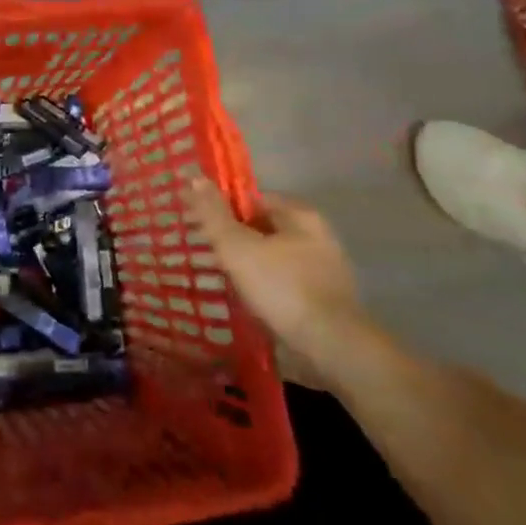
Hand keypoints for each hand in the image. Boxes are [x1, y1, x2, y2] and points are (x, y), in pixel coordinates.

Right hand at [186, 178, 365, 373]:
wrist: (332, 348)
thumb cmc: (282, 287)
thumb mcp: (237, 247)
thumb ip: (213, 214)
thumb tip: (193, 176)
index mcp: (300, 215)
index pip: (253, 200)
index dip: (225, 211)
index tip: (203, 228)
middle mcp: (318, 237)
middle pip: (265, 231)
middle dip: (238, 242)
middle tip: (208, 256)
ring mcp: (325, 272)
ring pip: (275, 261)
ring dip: (252, 270)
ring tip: (223, 284)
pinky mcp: (326, 303)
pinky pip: (286, 288)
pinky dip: (267, 293)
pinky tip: (248, 306)